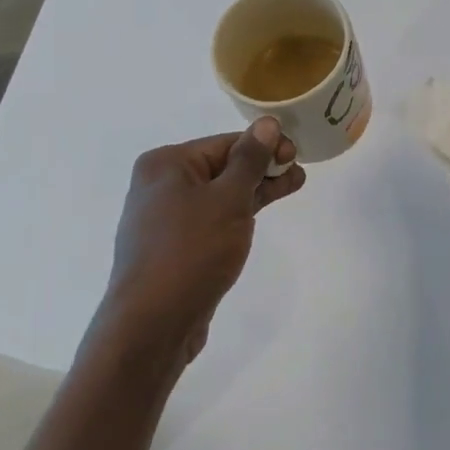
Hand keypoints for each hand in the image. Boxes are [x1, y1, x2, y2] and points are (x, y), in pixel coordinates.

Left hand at [96, 118, 304, 372]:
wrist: (151, 326)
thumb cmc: (191, 251)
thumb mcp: (228, 199)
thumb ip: (250, 160)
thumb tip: (266, 123)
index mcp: (166, 164)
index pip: (225, 143)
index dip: (264, 146)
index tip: (296, 155)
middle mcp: (159, 185)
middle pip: (221, 167)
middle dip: (262, 168)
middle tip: (298, 172)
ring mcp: (163, 219)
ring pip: (218, 195)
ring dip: (254, 191)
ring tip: (292, 187)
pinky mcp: (172, 248)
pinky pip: (210, 219)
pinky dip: (236, 215)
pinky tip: (258, 216)